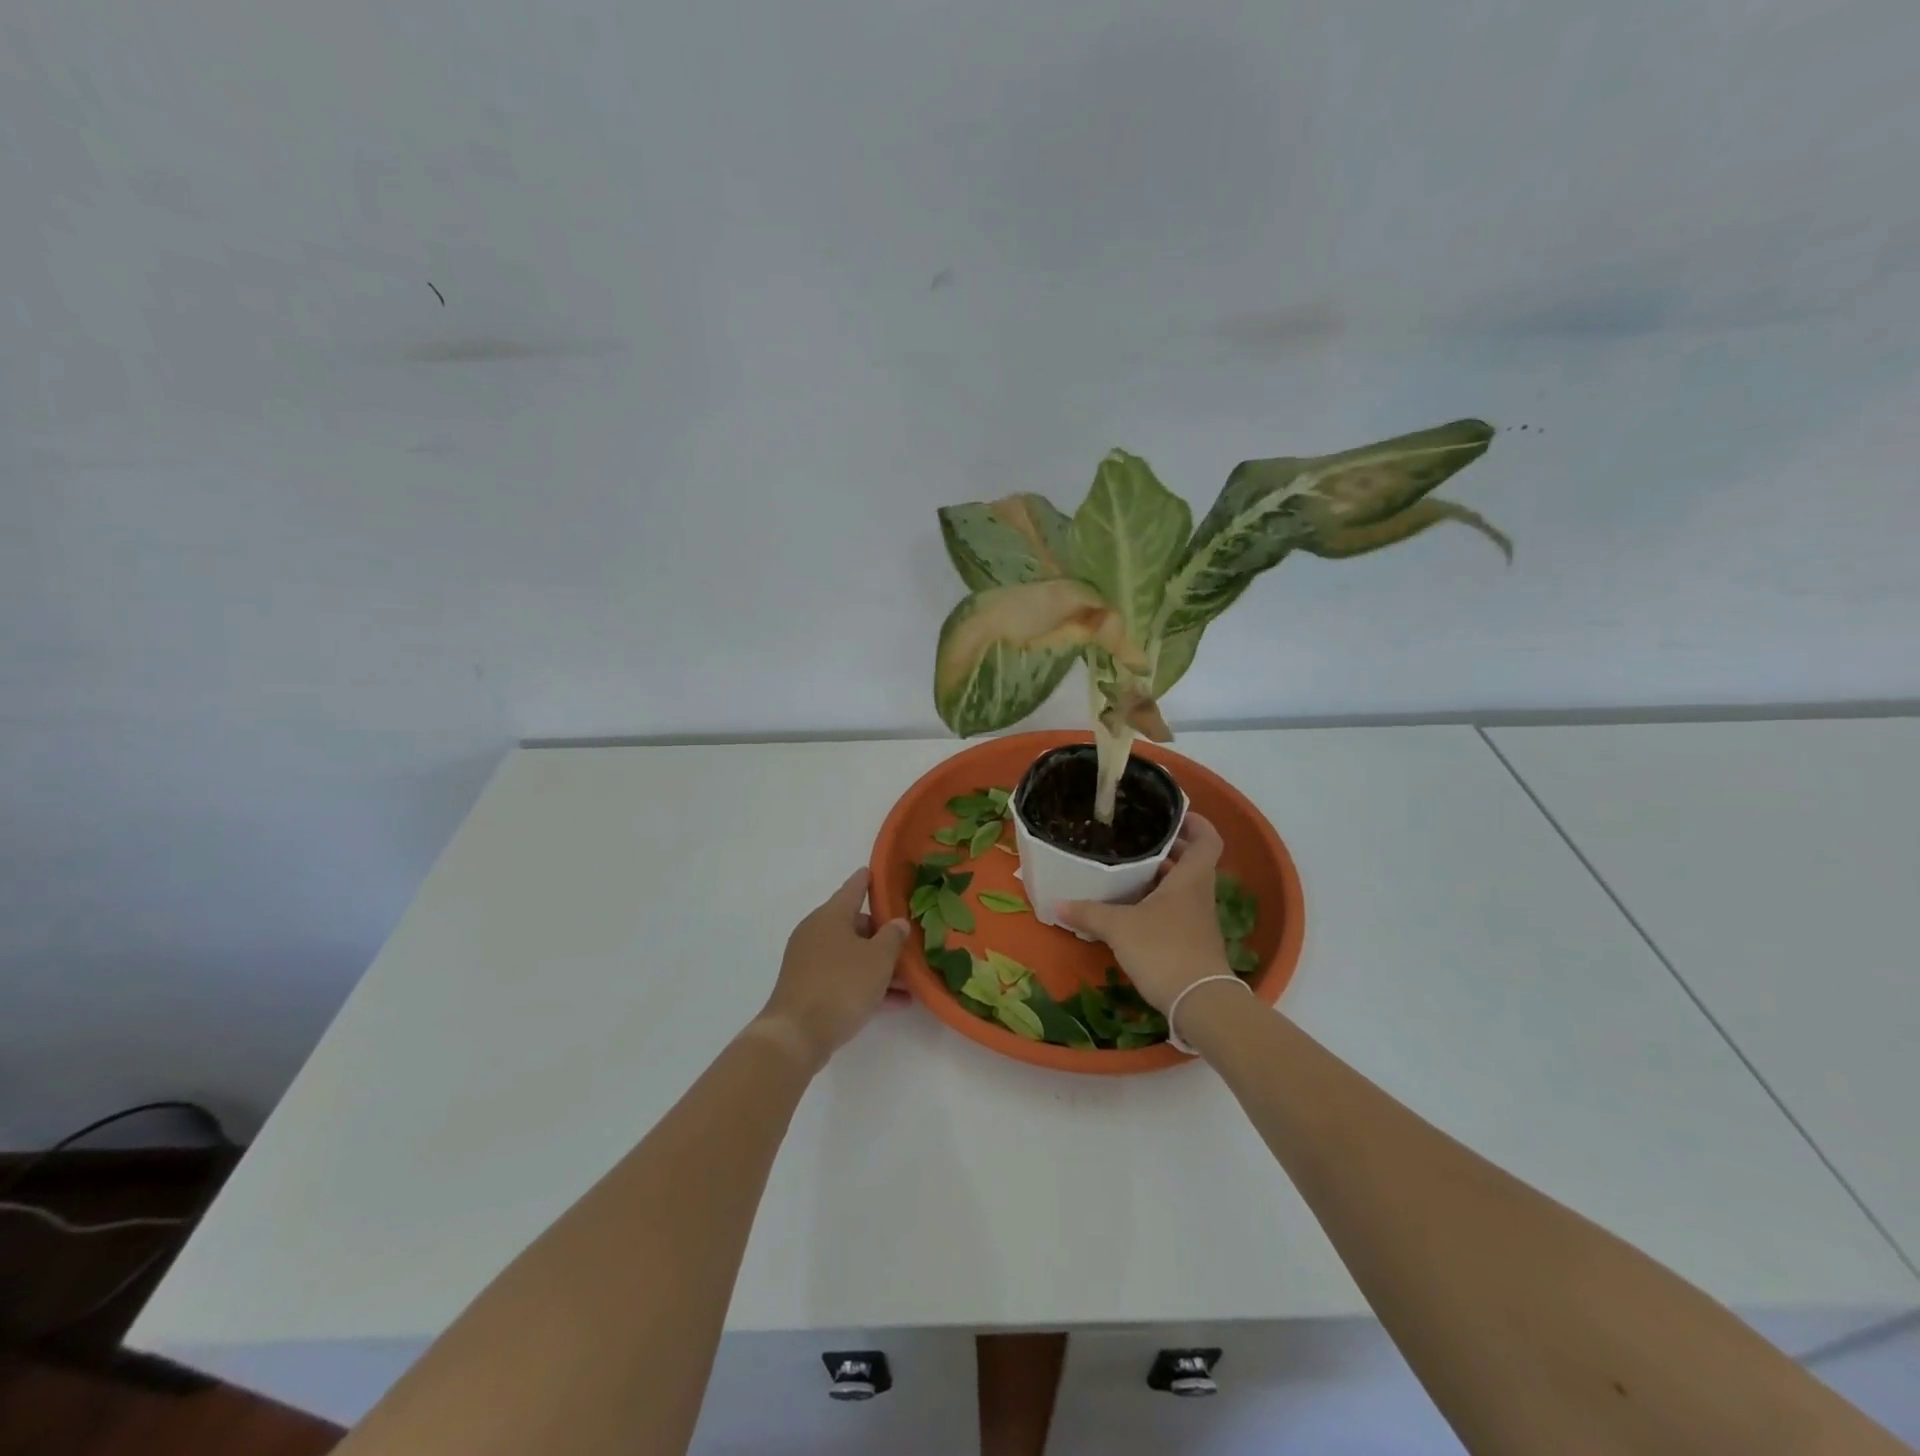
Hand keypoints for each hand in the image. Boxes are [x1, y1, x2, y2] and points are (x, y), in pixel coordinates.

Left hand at [754, 868, 909, 1072]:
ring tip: (908, 981)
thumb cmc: (841, 985)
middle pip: (854, 925)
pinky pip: (843, 977)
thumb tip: (897, 923)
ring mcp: (808, 961)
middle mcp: (816, 932)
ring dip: (877, 966)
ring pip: (851, 955)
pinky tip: (893, 1002)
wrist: (796, 1035)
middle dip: (882, 936)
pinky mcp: (807, 988)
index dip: (868, 880)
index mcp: (830, 916)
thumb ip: (892, 937)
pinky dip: (864, 984)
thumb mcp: (878, 959)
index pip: (853, 889)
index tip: (876, 871)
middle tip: (907, 945)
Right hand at [1056, 814, 1230, 1013]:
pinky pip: (1176, 909)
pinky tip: (1131, 908)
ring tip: (1128, 869)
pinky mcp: (1191, 941)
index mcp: (1190, 878)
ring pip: (1183, 886)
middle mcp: (1199, 893)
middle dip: (1168, 848)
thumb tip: (1057, 904)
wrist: (1198, 1003)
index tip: (1172, 815)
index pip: (1207, 839)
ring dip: (1161, 876)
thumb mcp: (1119, 927)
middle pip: (1192, 861)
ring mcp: (1198, 919)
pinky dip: (1157, 902)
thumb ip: (1089, 913)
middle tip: (1137, 839)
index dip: (1195, 823)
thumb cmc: (1163, 950)